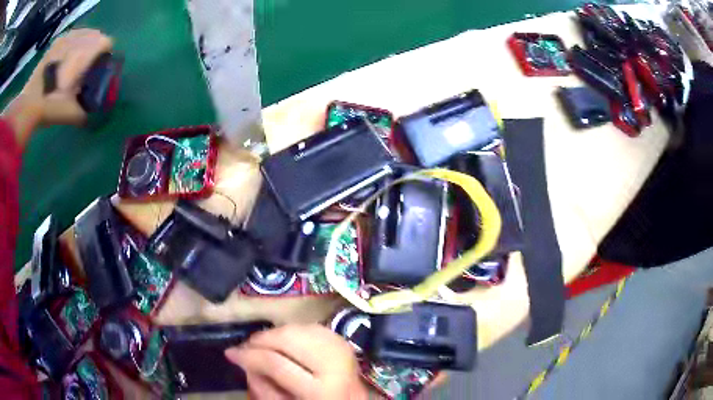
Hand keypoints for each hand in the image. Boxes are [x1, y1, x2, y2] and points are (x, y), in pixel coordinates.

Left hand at [3, 29, 112, 147]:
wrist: (28, 104)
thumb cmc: (51, 105)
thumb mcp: (72, 113)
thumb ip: (87, 109)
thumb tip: (93, 110)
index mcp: (86, 50)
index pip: (107, 42)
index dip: (106, 55)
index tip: (100, 67)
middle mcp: (79, 38)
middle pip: (96, 35)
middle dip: (94, 48)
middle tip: (87, 66)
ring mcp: (66, 37)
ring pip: (83, 33)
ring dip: (83, 44)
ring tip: (75, 60)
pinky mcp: (56, 42)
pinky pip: (70, 36)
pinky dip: (71, 43)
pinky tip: (65, 57)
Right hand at [225, 324, 367, 399]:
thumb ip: (262, 387)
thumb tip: (243, 360)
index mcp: (322, 391)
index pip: (276, 364)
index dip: (249, 356)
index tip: (230, 353)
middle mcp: (336, 365)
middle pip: (289, 338)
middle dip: (261, 339)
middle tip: (246, 346)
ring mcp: (343, 349)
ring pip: (299, 328)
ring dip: (275, 333)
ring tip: (262, 345)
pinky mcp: (343, 341)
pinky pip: (310, 327)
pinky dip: (292, 331)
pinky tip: (283, 342)